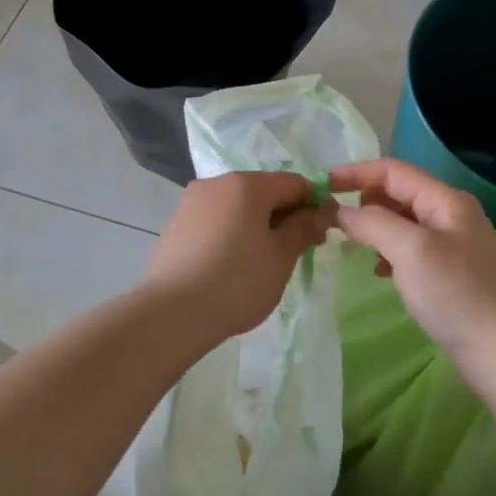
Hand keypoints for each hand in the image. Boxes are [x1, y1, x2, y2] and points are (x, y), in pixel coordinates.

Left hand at [140, 172, 336, 341]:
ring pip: (238, 206)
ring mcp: (191, 202)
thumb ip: (303, 228)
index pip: (293, 182)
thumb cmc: (236, 281)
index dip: (314, 203)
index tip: (324, 232)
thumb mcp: (280, 257)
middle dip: (285, 215)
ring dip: (258, 224)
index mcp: (246, 184)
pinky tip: (234, 264)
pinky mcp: (176, 224)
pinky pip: (216, 220)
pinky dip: (232, 233)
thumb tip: (320, 211)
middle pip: (263, 191)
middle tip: (300, 250)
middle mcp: (216, 183)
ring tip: (266, 261)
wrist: (171, 313)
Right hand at [327, 159, 495, 394]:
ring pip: (402, 222)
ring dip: (375, 227)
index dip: (356, 173)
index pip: (393, 171)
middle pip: (398, 193)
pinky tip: (380, 271)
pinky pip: (410, 248)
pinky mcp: (450, 272)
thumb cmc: (455, 293)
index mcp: (445, 200)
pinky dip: (389, 251)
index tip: (322, 184)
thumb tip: (341, 211)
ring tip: (352, 245)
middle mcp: (451, 214)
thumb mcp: (410, 250)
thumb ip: (372, 223)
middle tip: (334, 219)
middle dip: (364, 200)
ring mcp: (453, 244)